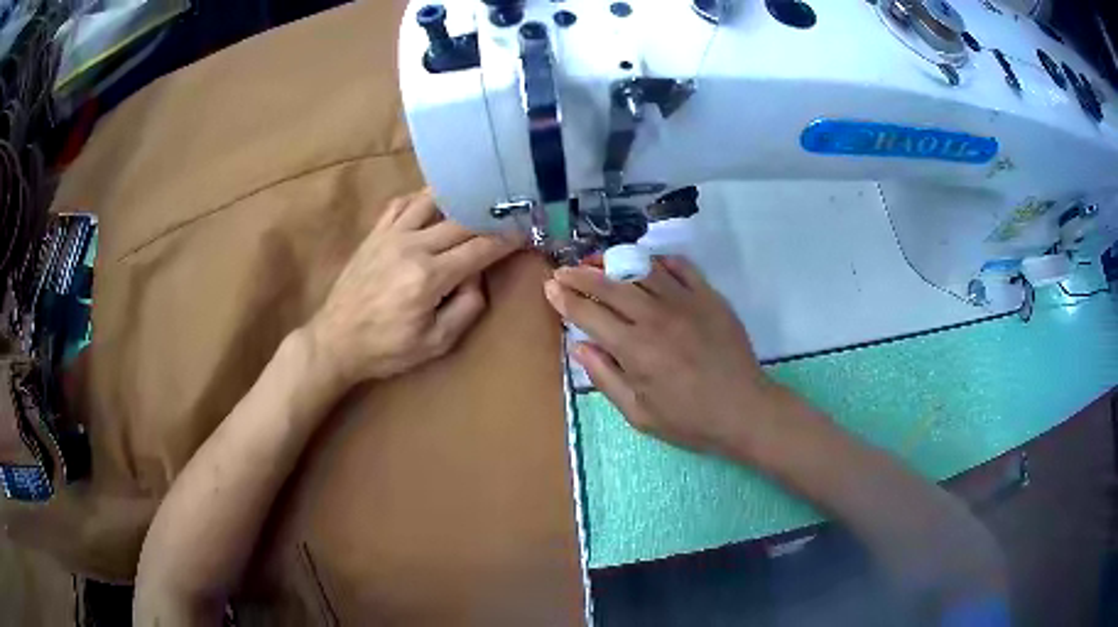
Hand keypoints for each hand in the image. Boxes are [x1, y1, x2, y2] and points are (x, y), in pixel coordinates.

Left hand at [306, 191, 520, 387]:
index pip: (479, 248)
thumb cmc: (387, 348)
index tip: (524, 232)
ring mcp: (390, 235)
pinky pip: (400, 204)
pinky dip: (420, 199)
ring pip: (431, 202)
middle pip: (461, 222)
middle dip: (489, 219)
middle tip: (507, 216)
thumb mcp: (436, 343)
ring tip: (473, 201)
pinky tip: (432, 205)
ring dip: (456, 200)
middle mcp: (412, 246)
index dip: (506, 239)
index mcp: (429, 277)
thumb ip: (466, 307)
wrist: (336, 340)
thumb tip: (477, 276)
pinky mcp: (374, 234)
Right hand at [544, 257, 780, 460]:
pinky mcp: (709, 296)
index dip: (565, 299)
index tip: (550, 287)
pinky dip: (660, 261)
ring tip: (598, 263)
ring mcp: (685, 302)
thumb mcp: (639, 414)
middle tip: (563, 270)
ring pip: (641, 270)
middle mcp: (655, 317)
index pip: (589, 314)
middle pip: (609, 285)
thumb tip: (580, 345)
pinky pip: (681, 266)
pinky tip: (649, 265)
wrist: (744, 410)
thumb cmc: (690, 420)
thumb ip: (606, 378)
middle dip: (580, 275)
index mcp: (634, 349)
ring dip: (614, 263)